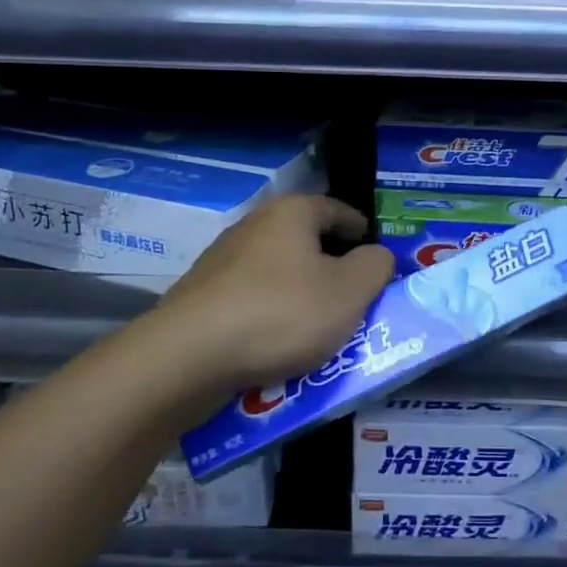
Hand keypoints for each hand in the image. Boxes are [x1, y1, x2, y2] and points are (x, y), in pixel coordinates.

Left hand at [147, 194, 395, 395]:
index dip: (362, 231)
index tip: (377, 255)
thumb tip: (375, 255)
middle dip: (332, 266)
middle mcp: (253, 226)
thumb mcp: (350, 291)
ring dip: (300, 294)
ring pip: (278, 273)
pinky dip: (271, 316)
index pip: (338, 210)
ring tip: (319, 327)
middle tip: (354, 297)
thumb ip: (376, 267)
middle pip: (305, 241)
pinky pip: (252, 301)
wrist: (189, 356)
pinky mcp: (201, 297)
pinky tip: (279, 345)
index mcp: (291, 213)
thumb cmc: (282, 313)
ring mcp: (221, 261)